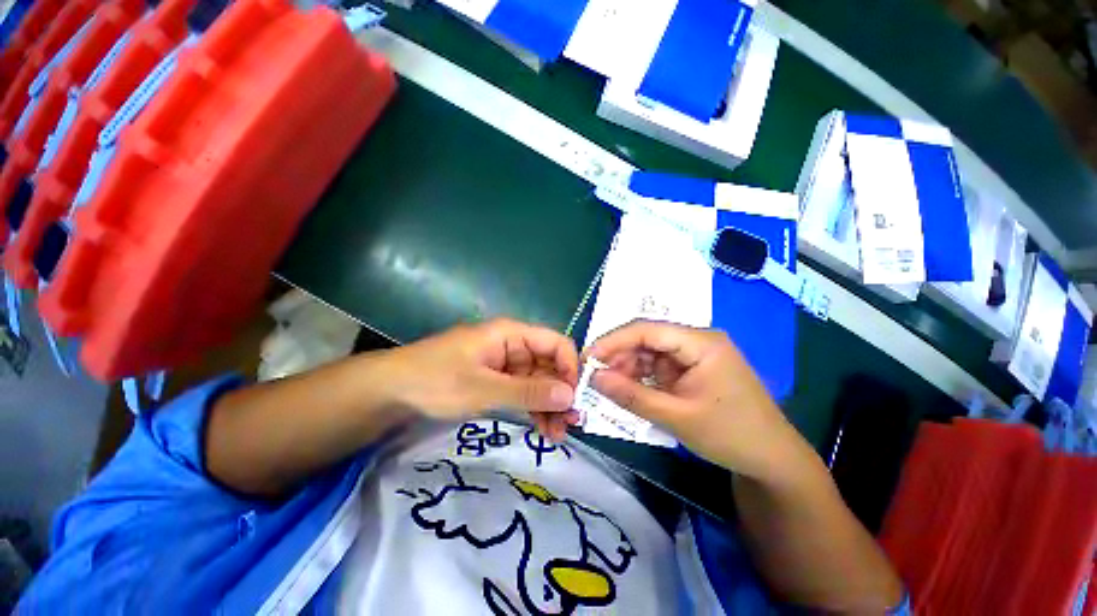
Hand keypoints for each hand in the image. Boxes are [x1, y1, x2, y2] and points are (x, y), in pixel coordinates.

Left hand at [381, 318, 580, 438]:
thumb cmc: (436, 381)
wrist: (392, 392)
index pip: (555, 343)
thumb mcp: (483, 388)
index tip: (575, 398)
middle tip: (571, 424)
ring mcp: (505, 364)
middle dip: (561, 393)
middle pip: (549, 364)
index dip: (570, 367)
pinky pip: (524, 392)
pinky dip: (534, 409)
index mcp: (511, 334)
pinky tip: (544, 429)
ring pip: (539, 381)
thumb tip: (570, 395)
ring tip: (558, 434)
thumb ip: (528, 391)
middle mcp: (513, 346)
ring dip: (550, 405)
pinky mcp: (497, 380)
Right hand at [585, 320, 805, 480]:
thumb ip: (632, 397)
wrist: (772, 460)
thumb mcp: (677, 417)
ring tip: (611, 387)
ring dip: (629, 368)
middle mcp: (697, 341)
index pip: (648, 330)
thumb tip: (594, 378)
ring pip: (650, 353)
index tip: (589, 357)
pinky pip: (658, 367)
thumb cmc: (731, 435)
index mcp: (701, 342)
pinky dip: (642, 378)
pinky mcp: (692, 370)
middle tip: (597, 377)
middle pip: (648, 339)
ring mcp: (695, 355)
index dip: (614, 341)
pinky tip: (630, 390)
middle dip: (620, 357)